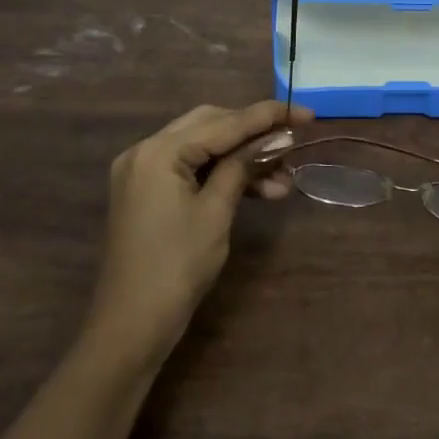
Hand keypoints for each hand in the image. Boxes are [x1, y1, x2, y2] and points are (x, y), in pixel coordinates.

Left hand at [88, 99, 313, 364]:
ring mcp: (143, 171)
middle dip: (254, 134)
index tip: (306, 113)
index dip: (267, 117)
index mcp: (158, 151)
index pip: (223, 122)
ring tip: (284, 182)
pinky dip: (223, 174)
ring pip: (204, 147)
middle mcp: (145, 150)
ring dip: (243, 159)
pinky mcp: (148, 191)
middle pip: (210, 126)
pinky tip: (258, 189)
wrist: (132, 325)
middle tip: (293, 144)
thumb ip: (243, 165)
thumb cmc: (177, 267)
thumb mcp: (216, 211)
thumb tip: (276, 138)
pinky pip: (191, 168)